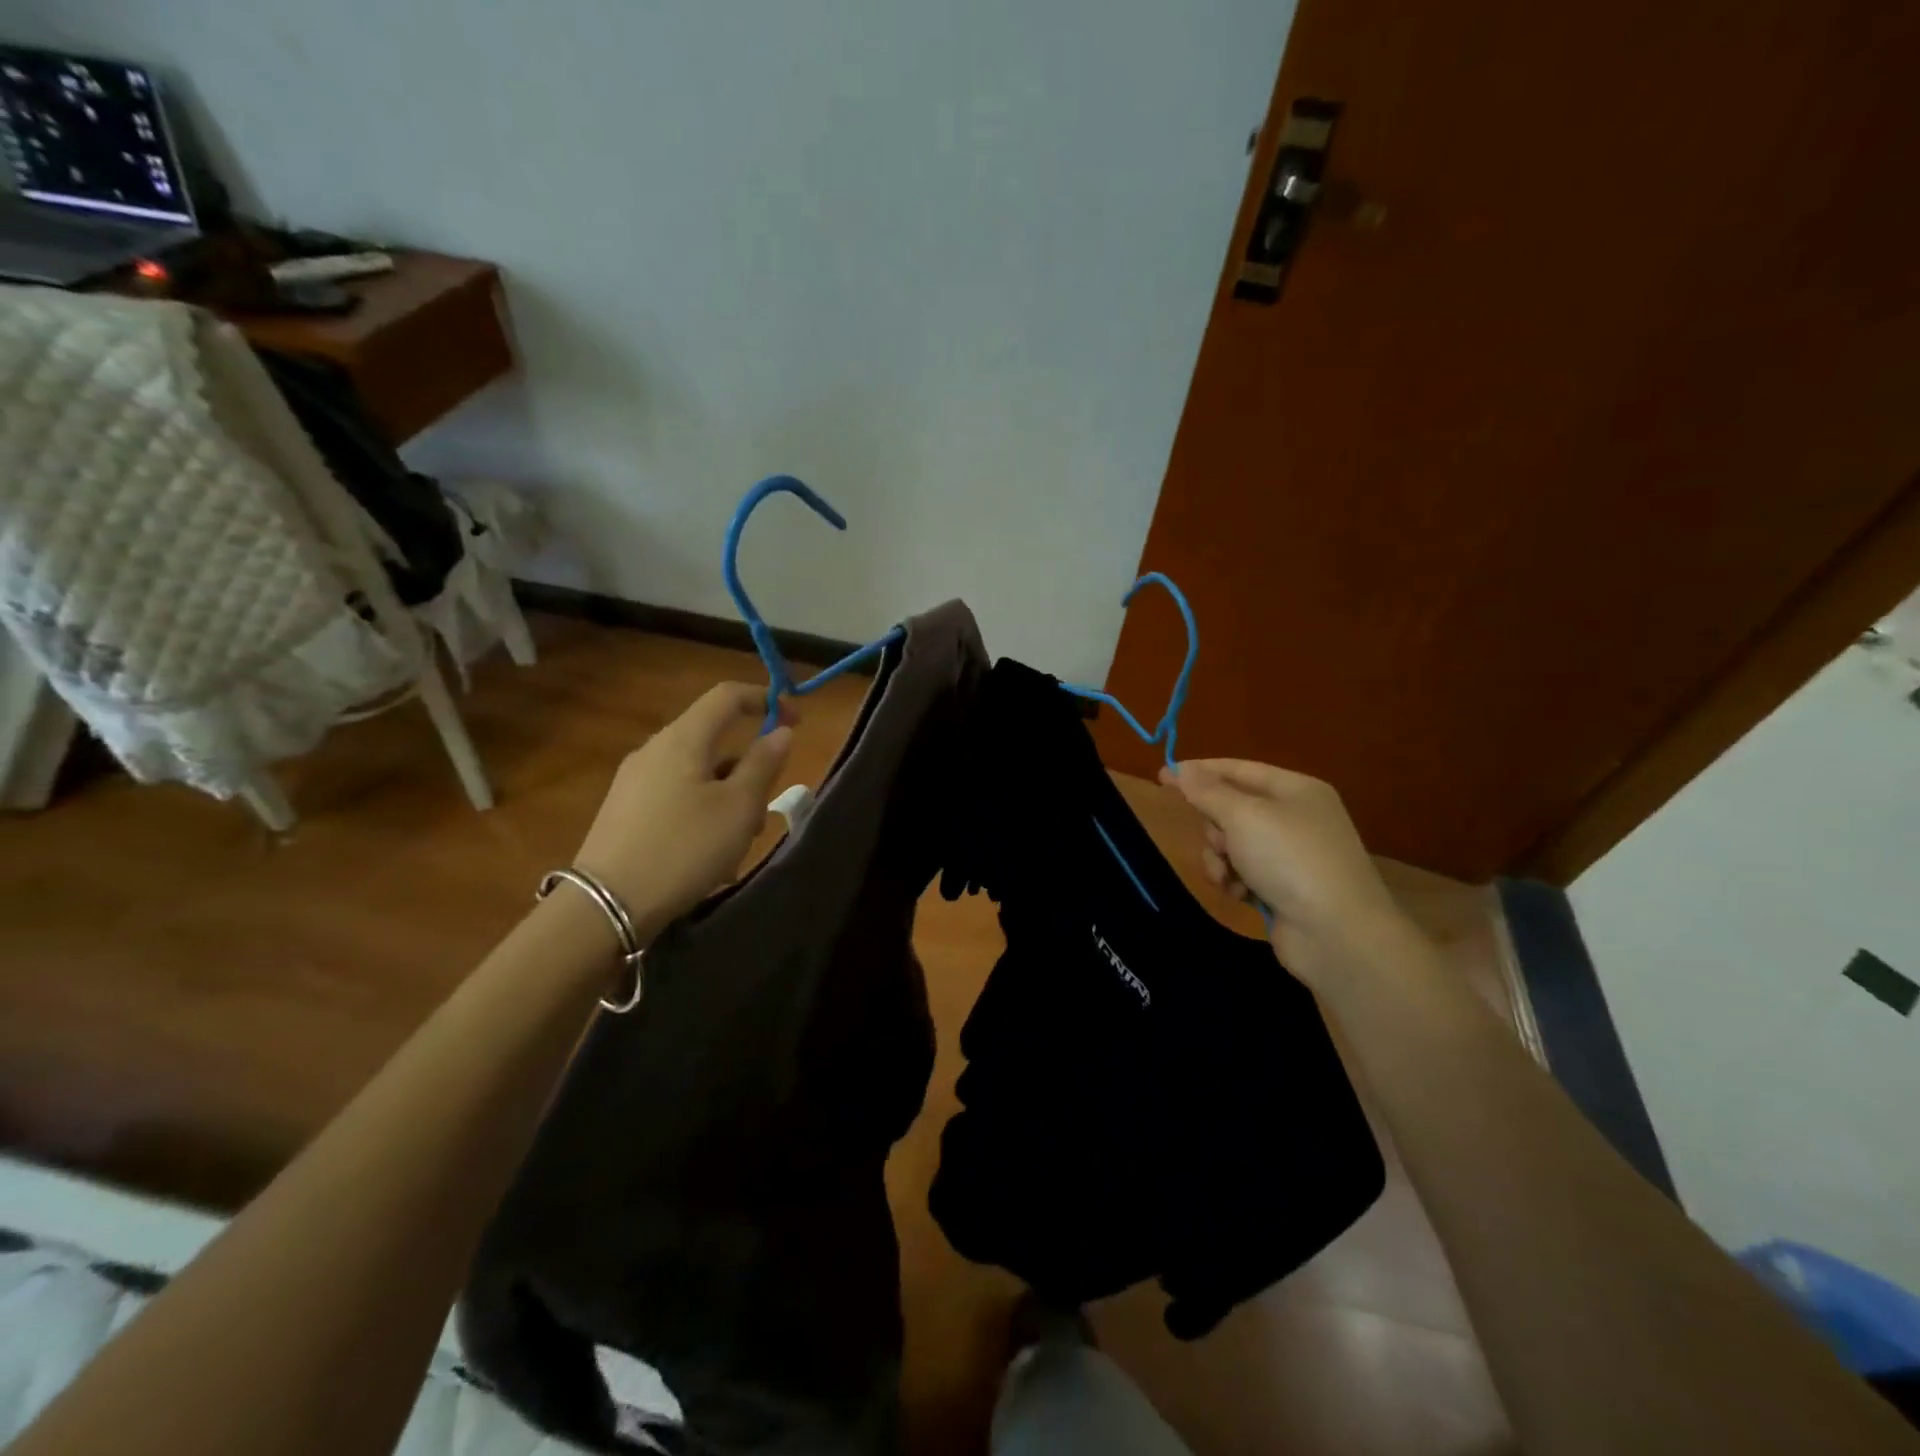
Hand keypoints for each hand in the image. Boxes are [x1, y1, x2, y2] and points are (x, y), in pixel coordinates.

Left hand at [573, 683, 795, 936]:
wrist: (606, 905)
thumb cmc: (685, 848)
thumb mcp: (739, 808)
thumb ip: (763, 764)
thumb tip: (780, 731)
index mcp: (683, 739)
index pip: (727, 695)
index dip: (766, 699)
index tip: (798, 721)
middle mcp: (654, 749)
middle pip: (713, 738)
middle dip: (749, 766)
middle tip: (765, 807)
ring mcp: (634, 781)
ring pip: (698, 773)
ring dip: (728, 796)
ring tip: (739, 842)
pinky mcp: (625, 810)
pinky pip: (677, 796)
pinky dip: (703, 812)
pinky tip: (709, 856)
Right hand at [1159, 759, 1421, 986]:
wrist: (1336, 933)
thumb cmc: (1290, 859)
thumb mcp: (1243, 816)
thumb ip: (1208, 791)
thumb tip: (1183, 769)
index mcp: (1295, 790)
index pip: (1238, 769)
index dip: (1200, 772)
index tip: (1162, 776)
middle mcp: (1295, 817)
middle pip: (1232, 809)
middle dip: (1215, 827)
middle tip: (1220, 842)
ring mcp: (1290, 855)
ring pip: (1231, 844)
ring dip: (1220, 859)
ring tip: (1228, 876)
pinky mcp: (1283, 888)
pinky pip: (1241, 873)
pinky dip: (1234, 881)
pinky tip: (1239, 895)